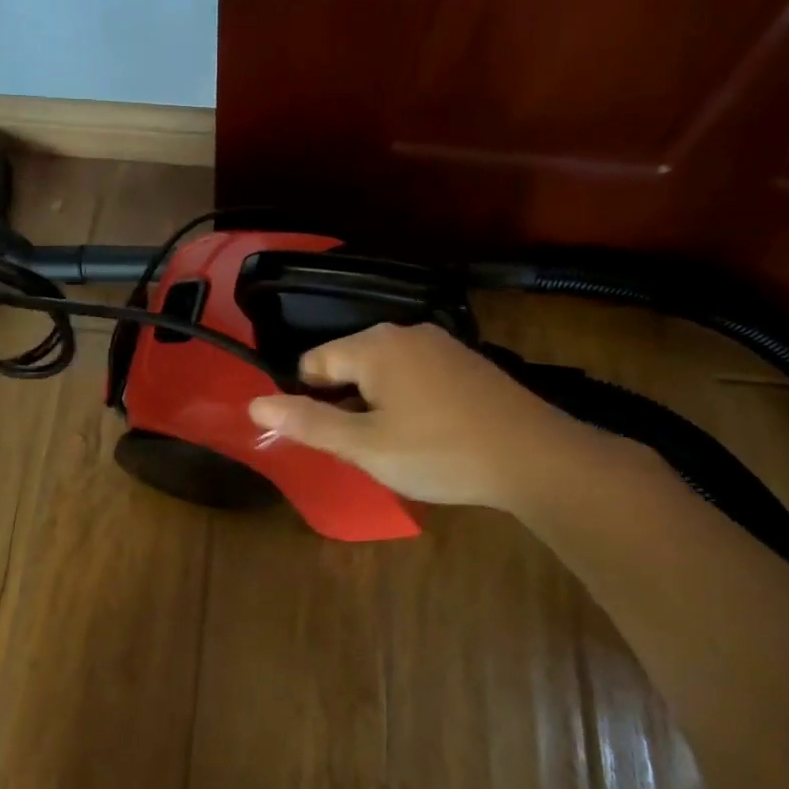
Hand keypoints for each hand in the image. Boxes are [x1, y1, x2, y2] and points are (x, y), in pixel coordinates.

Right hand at [246, 322, 587, 508]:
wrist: (534, 457)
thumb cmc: (438, 452)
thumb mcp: (365, 446)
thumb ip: (307, 423)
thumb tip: (254, 404)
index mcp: (373, 346)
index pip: (314, 361)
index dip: (308, 398)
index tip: (324, 435)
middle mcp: (404, 331)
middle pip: (349, 361)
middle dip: (344, 400)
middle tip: (360, 446)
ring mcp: (440, 342)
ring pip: (384, 368)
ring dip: (376, 401)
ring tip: (393, 443)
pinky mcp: (466, 360)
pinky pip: (416, 372)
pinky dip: (407, 397)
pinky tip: (427, 431)